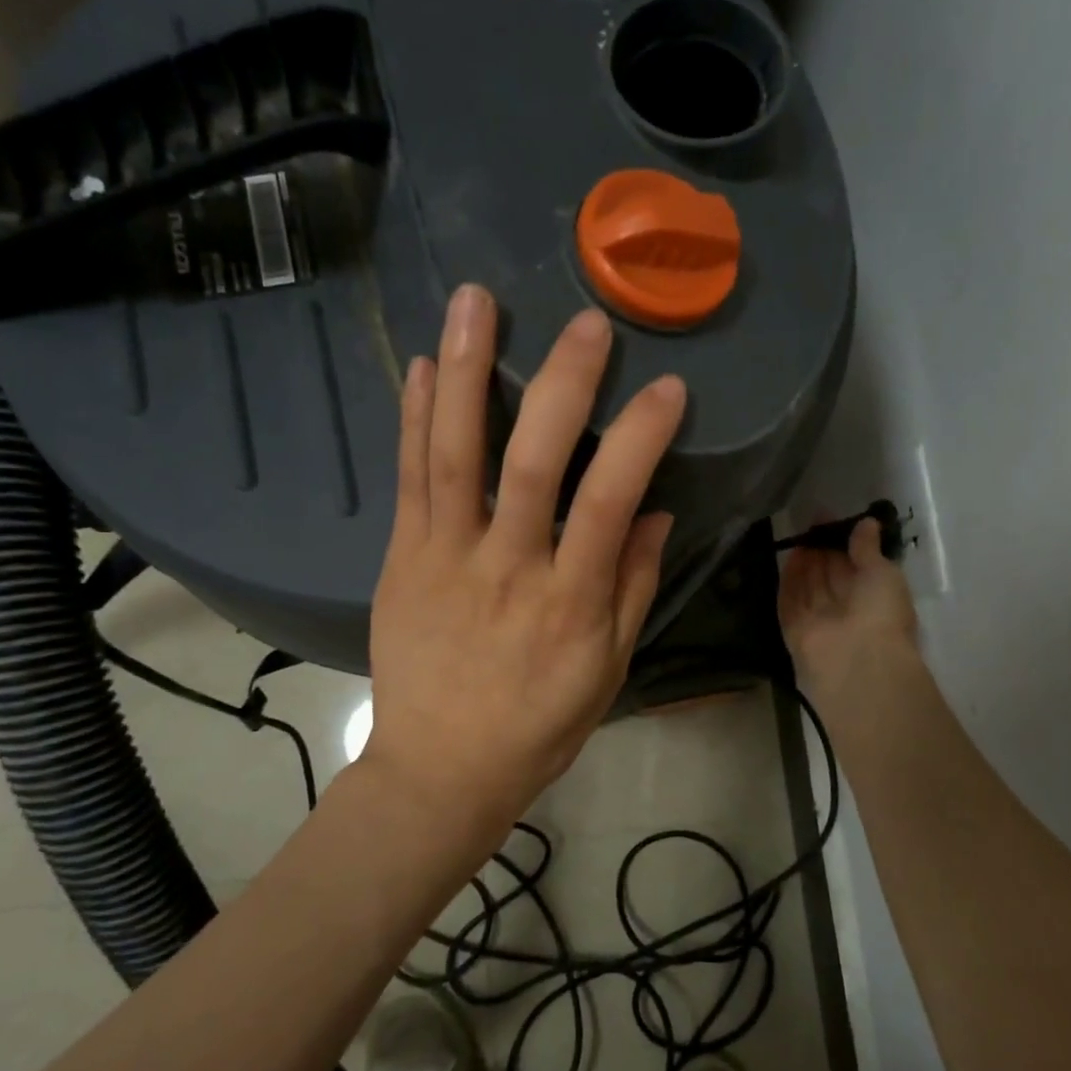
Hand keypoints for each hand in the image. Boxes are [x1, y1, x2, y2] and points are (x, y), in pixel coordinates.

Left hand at [361, 284, 685, 842]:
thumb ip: (632, 586)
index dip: (640, 438)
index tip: (668, 388)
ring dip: (469, 373)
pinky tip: (427, 365)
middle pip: (530, 464)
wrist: (440, 769)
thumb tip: (654, 510)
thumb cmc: (537, 725)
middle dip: (562, 385)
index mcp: (569, 602)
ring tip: (476, 300)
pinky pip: (409, 481)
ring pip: (454, 455)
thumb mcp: (607, 669)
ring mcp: (445, 559)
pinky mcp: (402, 560)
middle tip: (587, 322)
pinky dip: (417, 419)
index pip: (609, 502)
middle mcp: (506, 569)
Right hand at [778, 516, 918, 700]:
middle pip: (831, 575)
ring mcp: (820, 620)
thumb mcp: (882, 573)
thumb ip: (868, 549)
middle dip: (823, 549)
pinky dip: (789, 579)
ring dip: (805, 561)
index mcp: (875, 599)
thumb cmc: (881, 613)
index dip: (845, 543)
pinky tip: (788, 555)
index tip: (833, 519)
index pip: (857, 566)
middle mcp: (847, 610)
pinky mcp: (795, 628)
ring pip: (810, 586)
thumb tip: (866, 523)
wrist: (856, 661)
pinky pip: (789, 600)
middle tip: (812, 522)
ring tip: (800, 533)